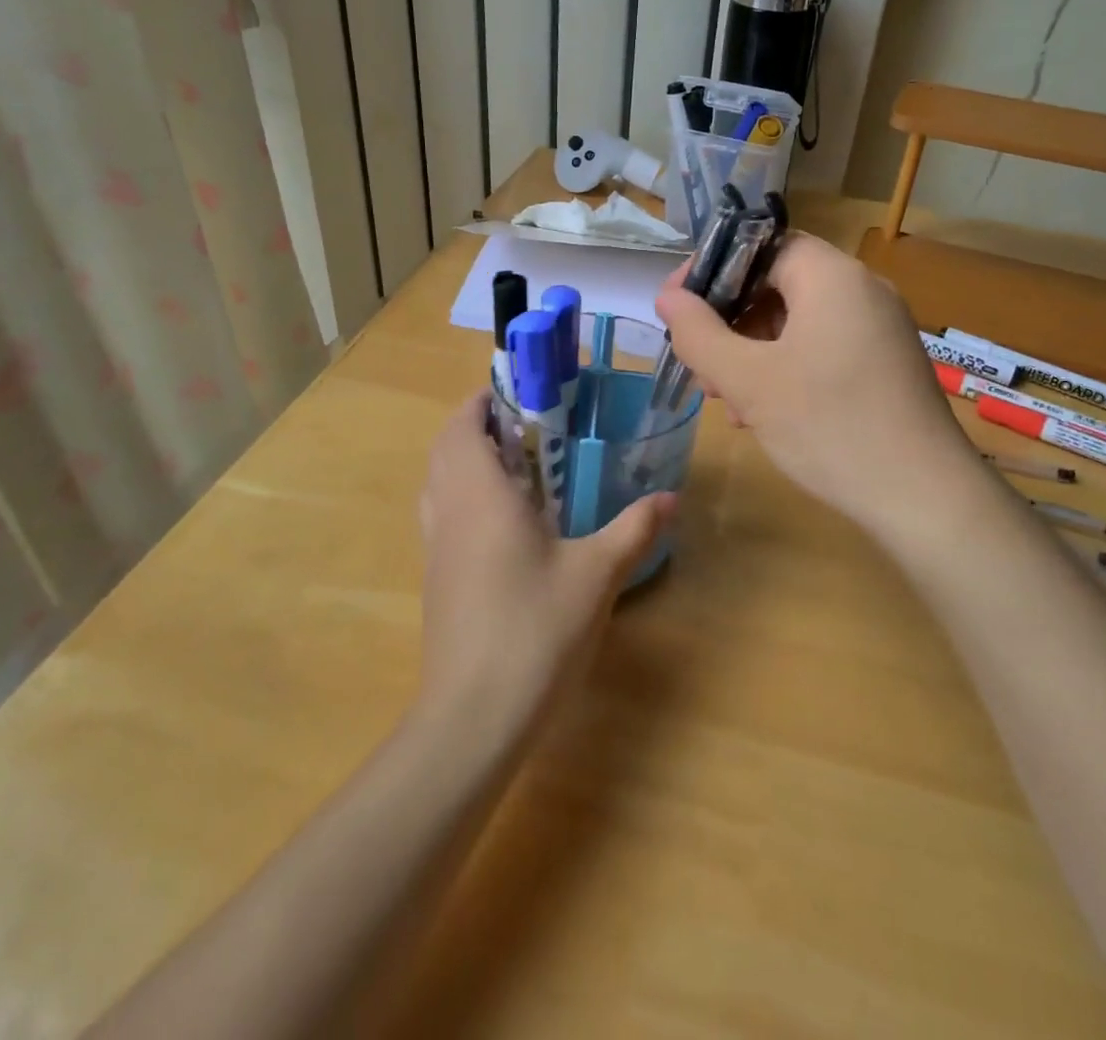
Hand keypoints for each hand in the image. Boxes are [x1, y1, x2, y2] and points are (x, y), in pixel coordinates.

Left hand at [416, 392, 673, 731]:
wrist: (473, 717)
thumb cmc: (535, 630)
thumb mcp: (596, 575)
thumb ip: (633, 529)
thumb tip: (670, 497)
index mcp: (480, 495)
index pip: (463, 426)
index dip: (481, 400)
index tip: (516, 389)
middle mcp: (448, 512)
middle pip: (445, 448)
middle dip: (475, 424)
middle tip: (525, 422)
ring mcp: (436, 548)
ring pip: (438, 482)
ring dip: (464, 458)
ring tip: (514, 461)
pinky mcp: (436, 579)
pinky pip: (441, 514)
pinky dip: (462, 494)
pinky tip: (504, 520)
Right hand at [654, 233, 975, 539]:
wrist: (924, 498)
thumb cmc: (829, 426)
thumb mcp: (749, 380)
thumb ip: (700, 333)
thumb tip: (668, 298)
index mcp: (832, 277)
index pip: (762, 246)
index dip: (713, 270)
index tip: (678, 307)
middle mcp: (862, 291)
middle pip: (778, 285)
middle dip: (730, 322)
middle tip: (701, 365)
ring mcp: (880, 330)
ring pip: (798, 322)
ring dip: (753, 352)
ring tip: (727, 399)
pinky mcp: (886, 366)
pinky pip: (823, 349)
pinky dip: (786, 369)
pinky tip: (763, 413)